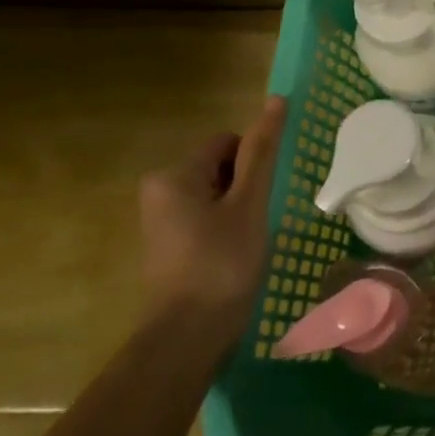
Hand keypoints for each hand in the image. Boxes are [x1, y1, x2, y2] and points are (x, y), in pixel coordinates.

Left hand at [138, 96, 287, 348]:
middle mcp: (158, 190)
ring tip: (247, 240)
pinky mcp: (167, 243)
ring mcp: (160, 219)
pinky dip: (224, 226)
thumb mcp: (249, 203)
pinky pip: (204, 216)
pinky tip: (234, 253)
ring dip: (237, 208)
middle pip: (220, 166)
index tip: (264, 196)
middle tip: (257, 220)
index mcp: (174, 174)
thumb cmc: (222, 263)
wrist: (188, 336)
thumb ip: (262, 151)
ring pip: (215, 192)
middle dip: (244, 186)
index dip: (254, 164)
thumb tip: (276, 99)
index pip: (228, 142)